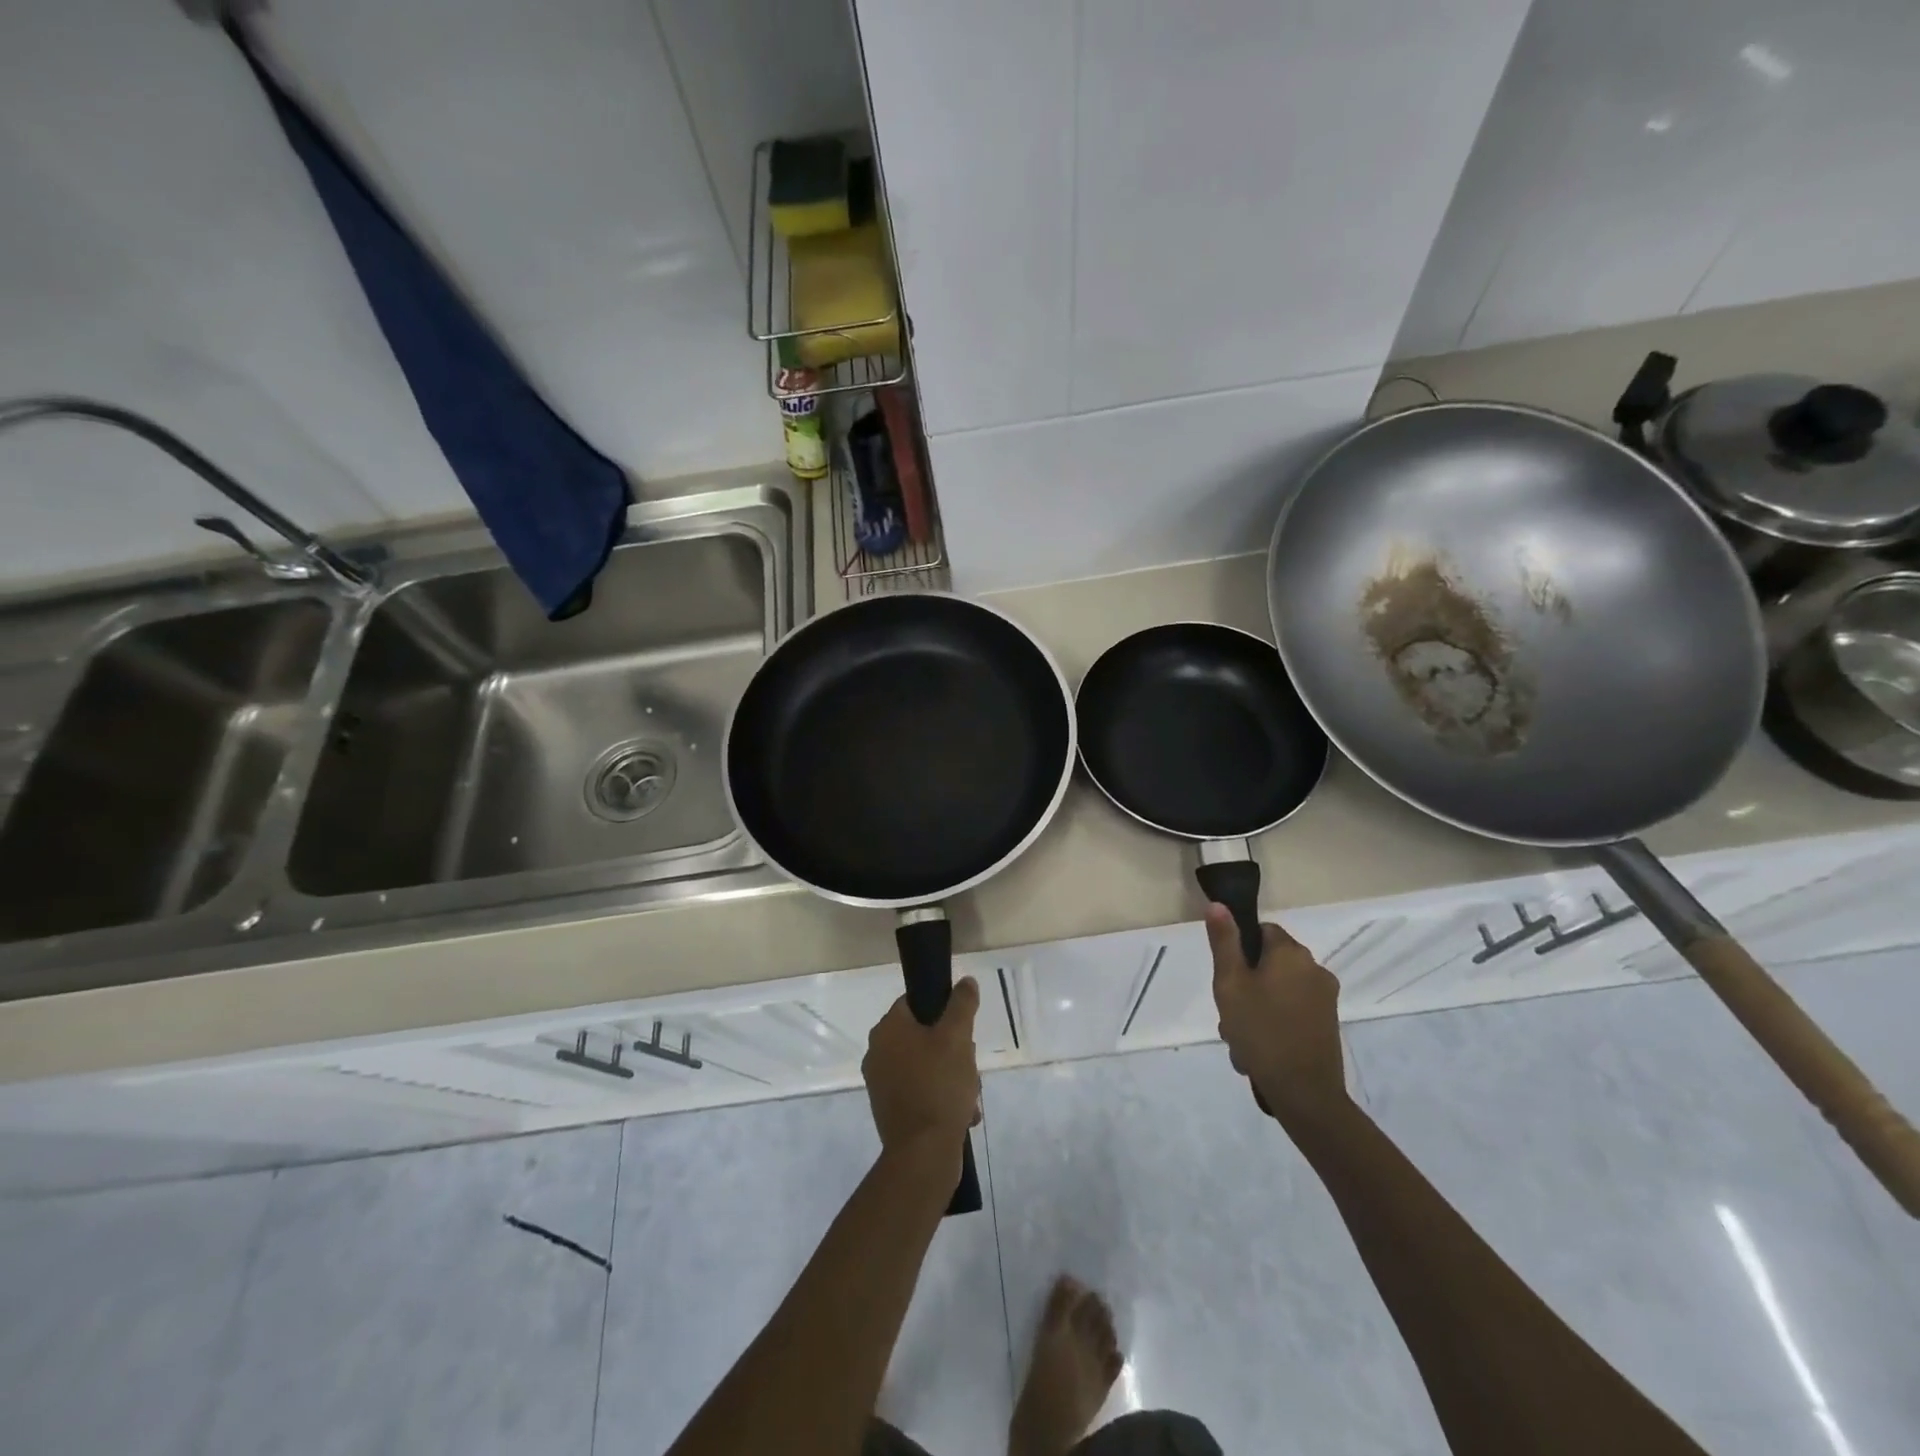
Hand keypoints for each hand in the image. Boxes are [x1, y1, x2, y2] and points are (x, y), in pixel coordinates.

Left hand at [863, 977, 981, 1156]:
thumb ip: (962, 1004)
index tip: (963, 1031)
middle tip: (969, 1065)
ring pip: (926, 1065)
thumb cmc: (939, 1086)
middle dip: (953, 1050)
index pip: (915, 1002)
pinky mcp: (890, 1109)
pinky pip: (921, 1091)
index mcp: (887, 1029)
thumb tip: (965, 981)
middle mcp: (877, 1052)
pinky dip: (940, 1098)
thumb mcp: (957, 1037)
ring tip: (969, 1095)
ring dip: (951, 1076)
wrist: (922, 1154)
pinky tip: (962, 1113)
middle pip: (924, 1035)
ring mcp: (881, 1083)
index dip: (943, 1011)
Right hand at [1207, 903, 1348, 1123]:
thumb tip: (1218, 904)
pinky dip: (1274, 1023)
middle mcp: (1314, 968)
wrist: (1305, 1093)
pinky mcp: (1328, 1023)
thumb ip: (1224, 942)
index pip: (1261, 931)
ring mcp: (1325, 998)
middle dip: (1246, 985)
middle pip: (1269, 963)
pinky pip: (1292, 1011)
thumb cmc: (1261, 1032)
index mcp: (1291, 953)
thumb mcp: (1230, 983)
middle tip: (1230, 1014)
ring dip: (1256, 1008)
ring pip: (1278, 990)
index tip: (1227, 979)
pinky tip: (1259, 1050)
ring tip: (1241, 1040)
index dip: (1239, 951)